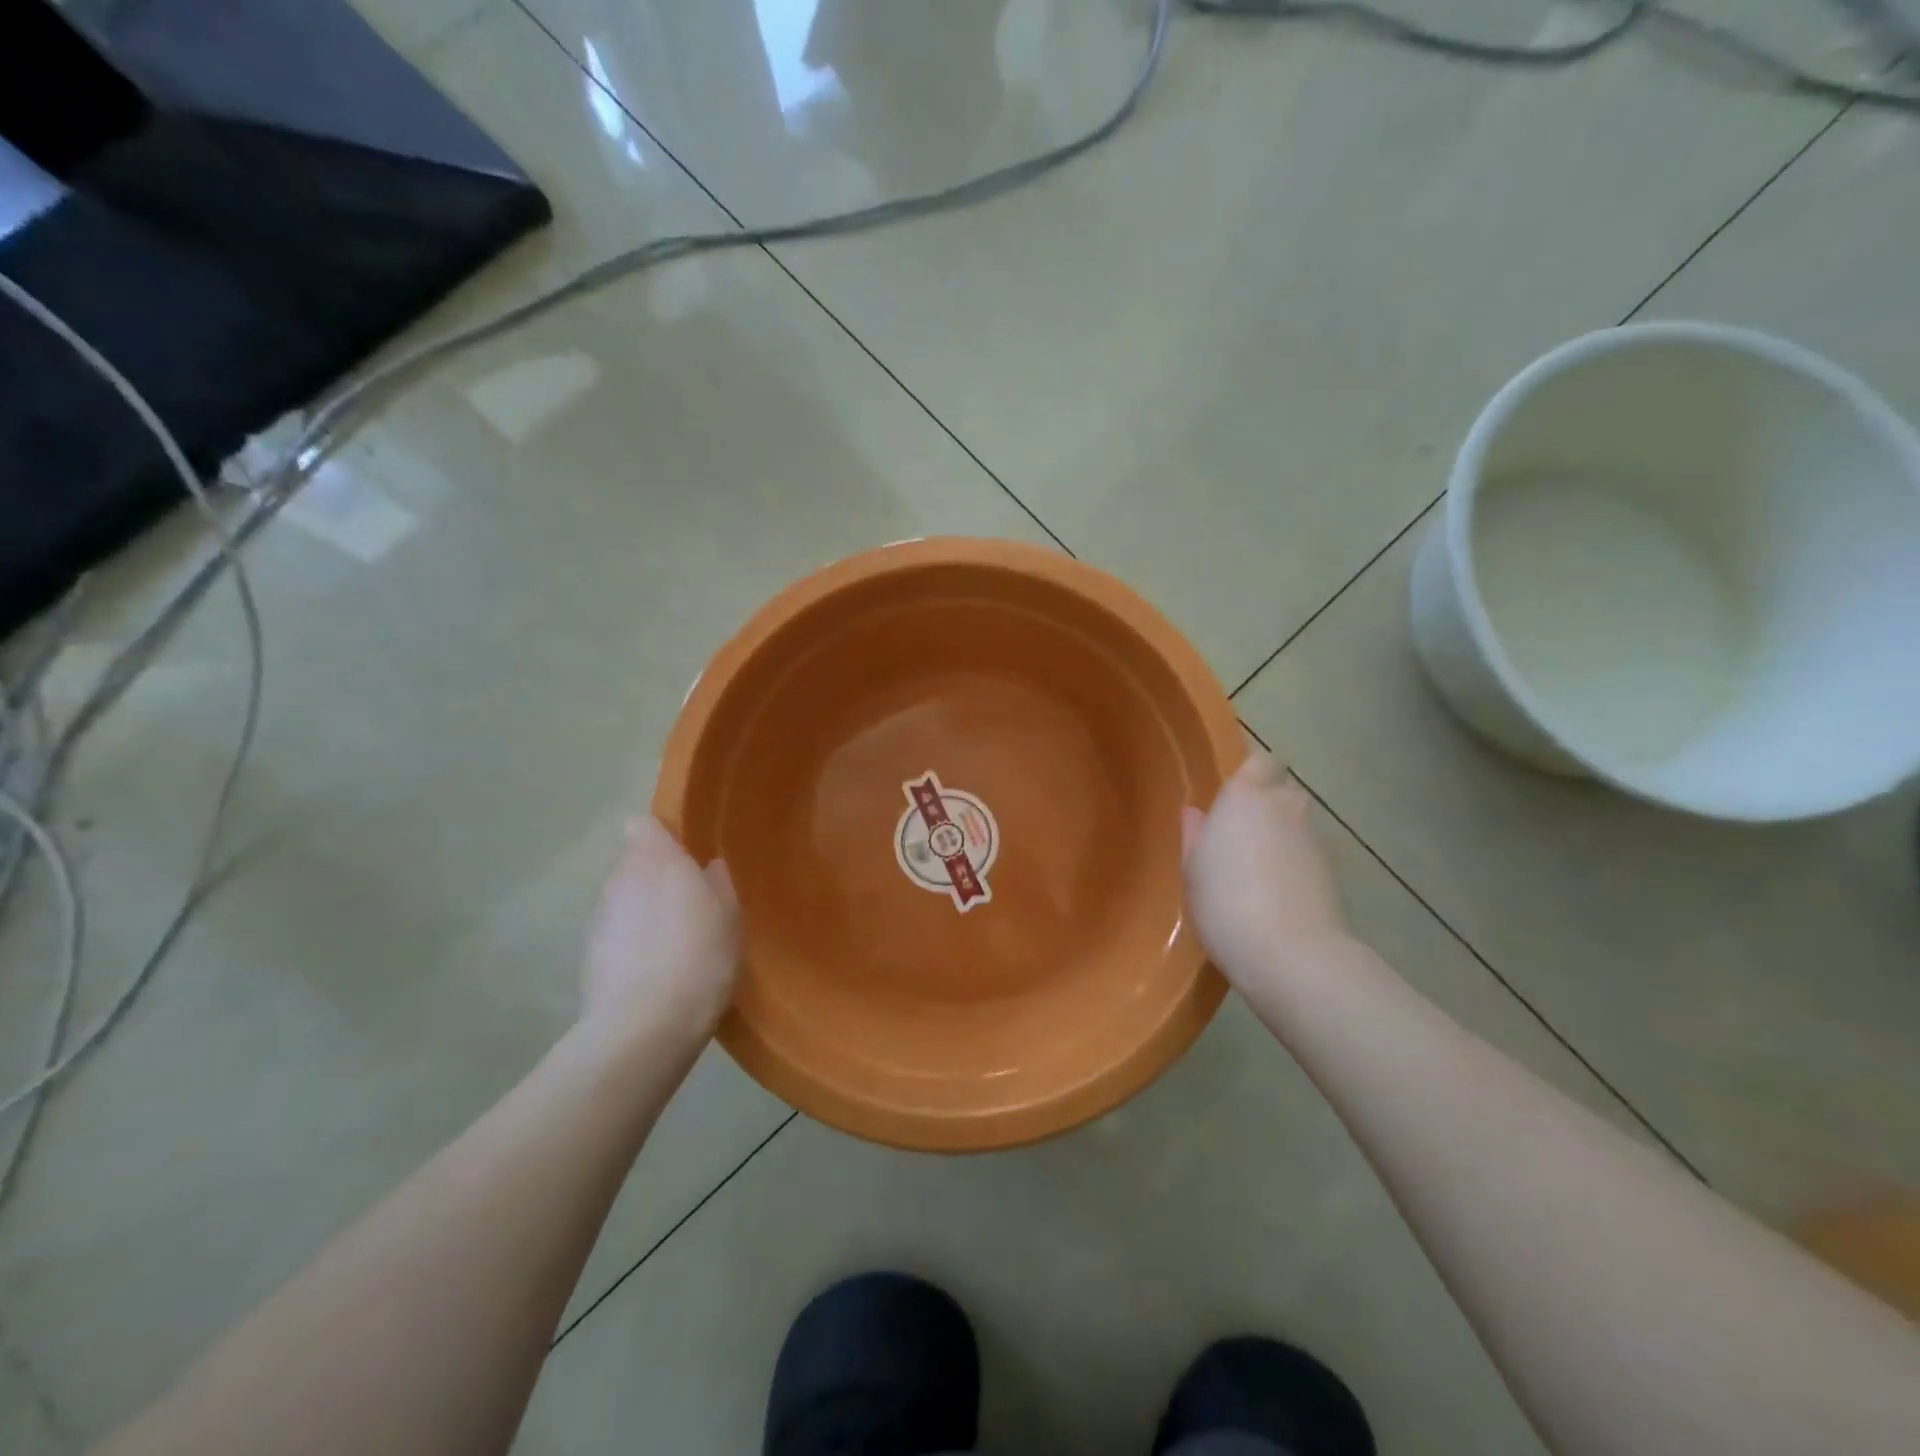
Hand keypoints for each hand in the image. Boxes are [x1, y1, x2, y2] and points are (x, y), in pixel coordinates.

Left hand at [580, 816, 739, 1047]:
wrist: (644, 1026)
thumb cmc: (700, 956)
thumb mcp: (729, 917)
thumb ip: (718, 884)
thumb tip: (709, 866)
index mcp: (657, 860)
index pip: (642, 825)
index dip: (658, 836)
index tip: (682, 855)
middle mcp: (620, 879)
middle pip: (632, 864)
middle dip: (654, 877)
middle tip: (687, 903)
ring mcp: (599, 917)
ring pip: (622, 900)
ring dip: (641, 911)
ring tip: (671, 942)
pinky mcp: (586, 954)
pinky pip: (614, 934)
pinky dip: (629, 943)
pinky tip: (653, 971)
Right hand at [1180, 753, 1349, 985]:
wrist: (1290, 953)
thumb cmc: (1224, 903)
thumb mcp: (1192, 871)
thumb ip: (1195, 836)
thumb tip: (1197, 814)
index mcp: (1245, 798)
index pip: (1260, 762)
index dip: (1251, 775)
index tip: (1234, 798)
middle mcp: (1285, 807)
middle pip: (1281, 794)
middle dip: (1267, 810)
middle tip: (1241, 842)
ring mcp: (1315, 839)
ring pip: (1297, 828)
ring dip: (1282, 841)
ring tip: (1259, 877)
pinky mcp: (1335, 871)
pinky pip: (1309, 857)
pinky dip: (1297, 868)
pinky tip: (1279, 899)